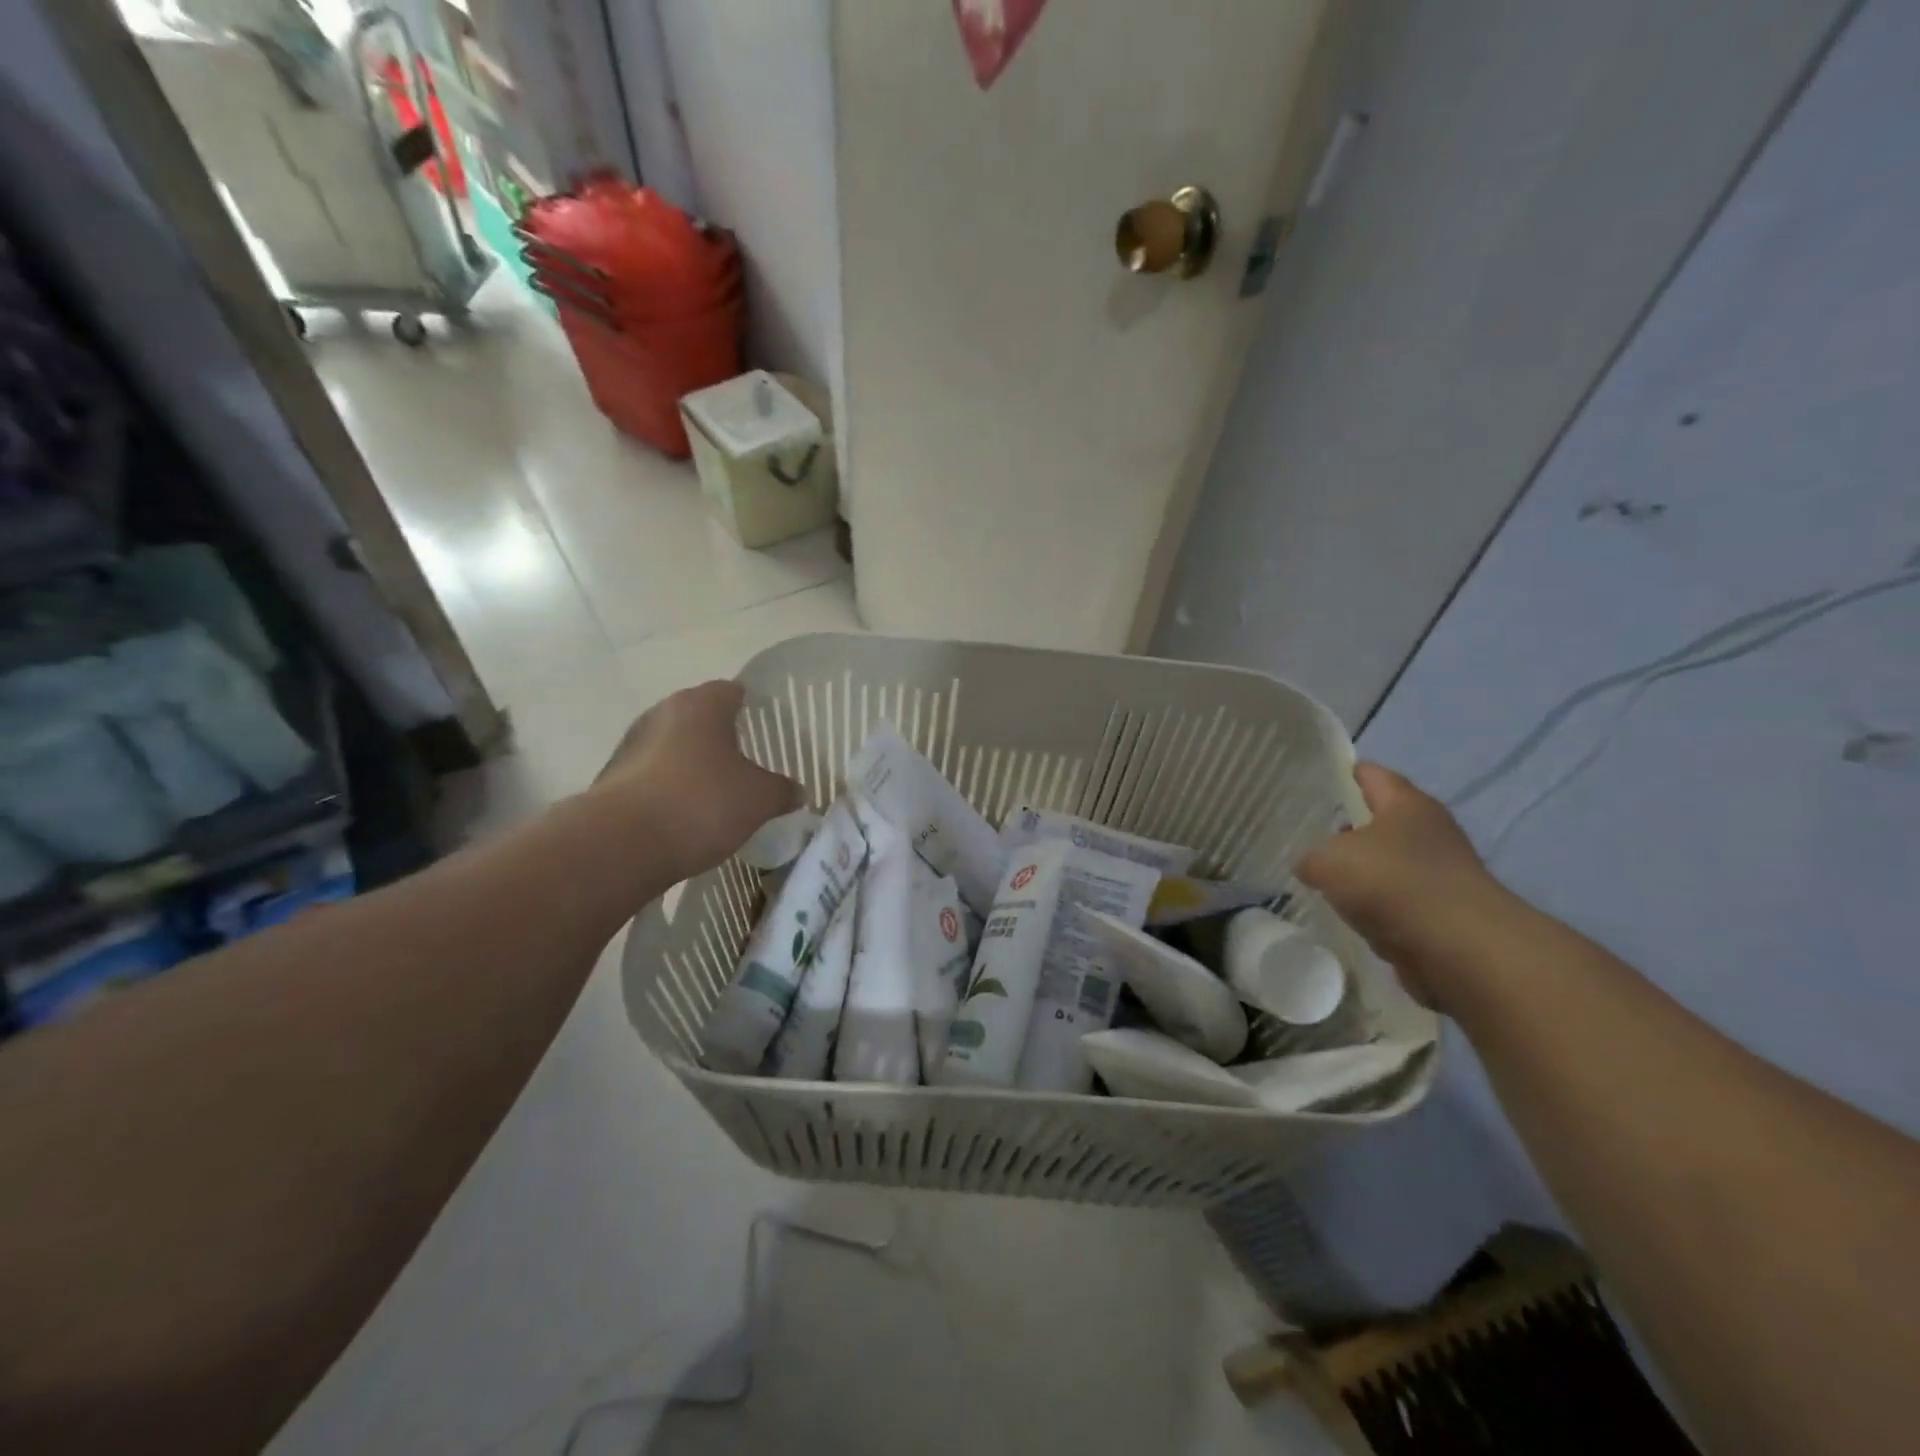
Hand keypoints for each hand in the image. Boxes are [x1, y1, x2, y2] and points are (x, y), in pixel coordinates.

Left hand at [592, 681, 799, 882]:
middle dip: (724, 738)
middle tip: (750, 763)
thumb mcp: (759, 799)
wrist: (621, 845)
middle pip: (701, 718)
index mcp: (700, 704)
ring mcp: (632, 745)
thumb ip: (782, 790)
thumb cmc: (700, 803)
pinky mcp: (613, 779)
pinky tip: (688, 816)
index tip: (770, 730)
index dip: (754, 708)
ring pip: (675, 748)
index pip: (733, 691)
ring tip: (720, 793)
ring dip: (694, 765)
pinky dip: (672, 789)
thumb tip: (796, 790)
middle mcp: (662, 713)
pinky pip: (654, 776)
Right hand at [1298, 763, 1507, 1007]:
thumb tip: (1310, 866)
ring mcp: (1441, 876)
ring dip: (1363, 874)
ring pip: (1388, 866)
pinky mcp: (1443, 916)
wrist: (1461, 951)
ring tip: (1325, 882)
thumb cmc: (1392, 883)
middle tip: (1311, 834)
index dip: (1345, 773)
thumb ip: (1311, 858)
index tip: (1317, 778)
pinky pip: (1397, 905)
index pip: (1372, 775)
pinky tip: (1353, 919)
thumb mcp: (1328, 861)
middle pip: (1381, 822)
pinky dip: (1377, 910)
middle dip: (1348, 829)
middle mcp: (1430, 832)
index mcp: (1407, 804)